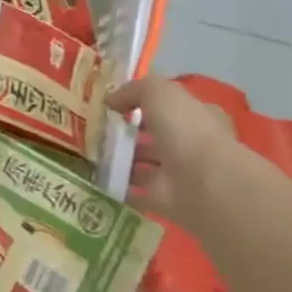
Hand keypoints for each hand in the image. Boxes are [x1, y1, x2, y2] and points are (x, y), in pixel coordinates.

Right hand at [106, 76, 236, 226]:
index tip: (114, 105)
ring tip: (89, 154)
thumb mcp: (159, 93)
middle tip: (97, 131)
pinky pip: (137, 191)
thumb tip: (111, 99)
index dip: (145, 104)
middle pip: (156, 136)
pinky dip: (120, 188)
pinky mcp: (165, 200)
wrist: (202, 183)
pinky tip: (95, 180)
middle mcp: (191, 144)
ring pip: (145, 164)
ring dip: (122, 161)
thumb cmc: (185, 130)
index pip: (171, 107)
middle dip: (129, 134)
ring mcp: (179, 174)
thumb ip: (134, 90)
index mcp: (198, 116)